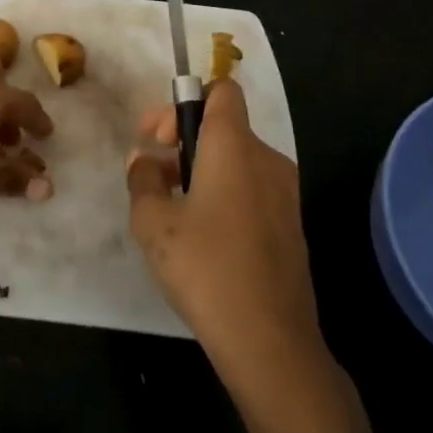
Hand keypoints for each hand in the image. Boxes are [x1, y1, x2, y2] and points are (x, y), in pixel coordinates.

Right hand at [126, 81, 367, 432]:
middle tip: (153, 173)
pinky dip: (224, 193)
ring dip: (201, 170)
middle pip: (225, 126)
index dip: (185, 101)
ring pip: (237, 160)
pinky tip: (201, 235)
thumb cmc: (205, 268)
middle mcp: (267, 159)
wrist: (270, 341)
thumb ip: (142, 180)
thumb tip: (144, 161)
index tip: (158, 136)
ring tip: (171, 208)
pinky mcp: (290, 225)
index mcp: (234, 147)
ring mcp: (285, 194)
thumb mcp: (153, 222)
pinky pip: (252, 189)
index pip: (221, 91)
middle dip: (183, 140)